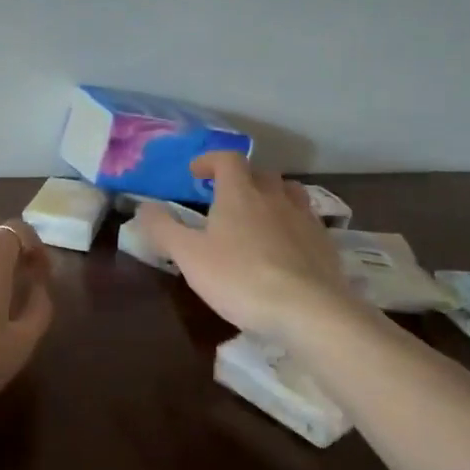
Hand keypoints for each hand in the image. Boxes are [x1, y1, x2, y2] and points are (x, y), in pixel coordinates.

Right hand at [136, 154, 353, 345]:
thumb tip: (144, 206)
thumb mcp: (189, 256)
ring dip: (272, 196)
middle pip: (260, 173)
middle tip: (225, 197)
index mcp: (240, 193)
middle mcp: (274, 197)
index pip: (227, 159)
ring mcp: (304, 218)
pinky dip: (293, 224)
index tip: (196, 173)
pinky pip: (307, 221)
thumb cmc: (241, 278)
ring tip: (259, 214)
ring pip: (289, 193)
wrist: (309, 310)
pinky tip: (286, 246)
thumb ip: (163, 229)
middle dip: (241, 179)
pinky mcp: (325, 243)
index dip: (210, 161)